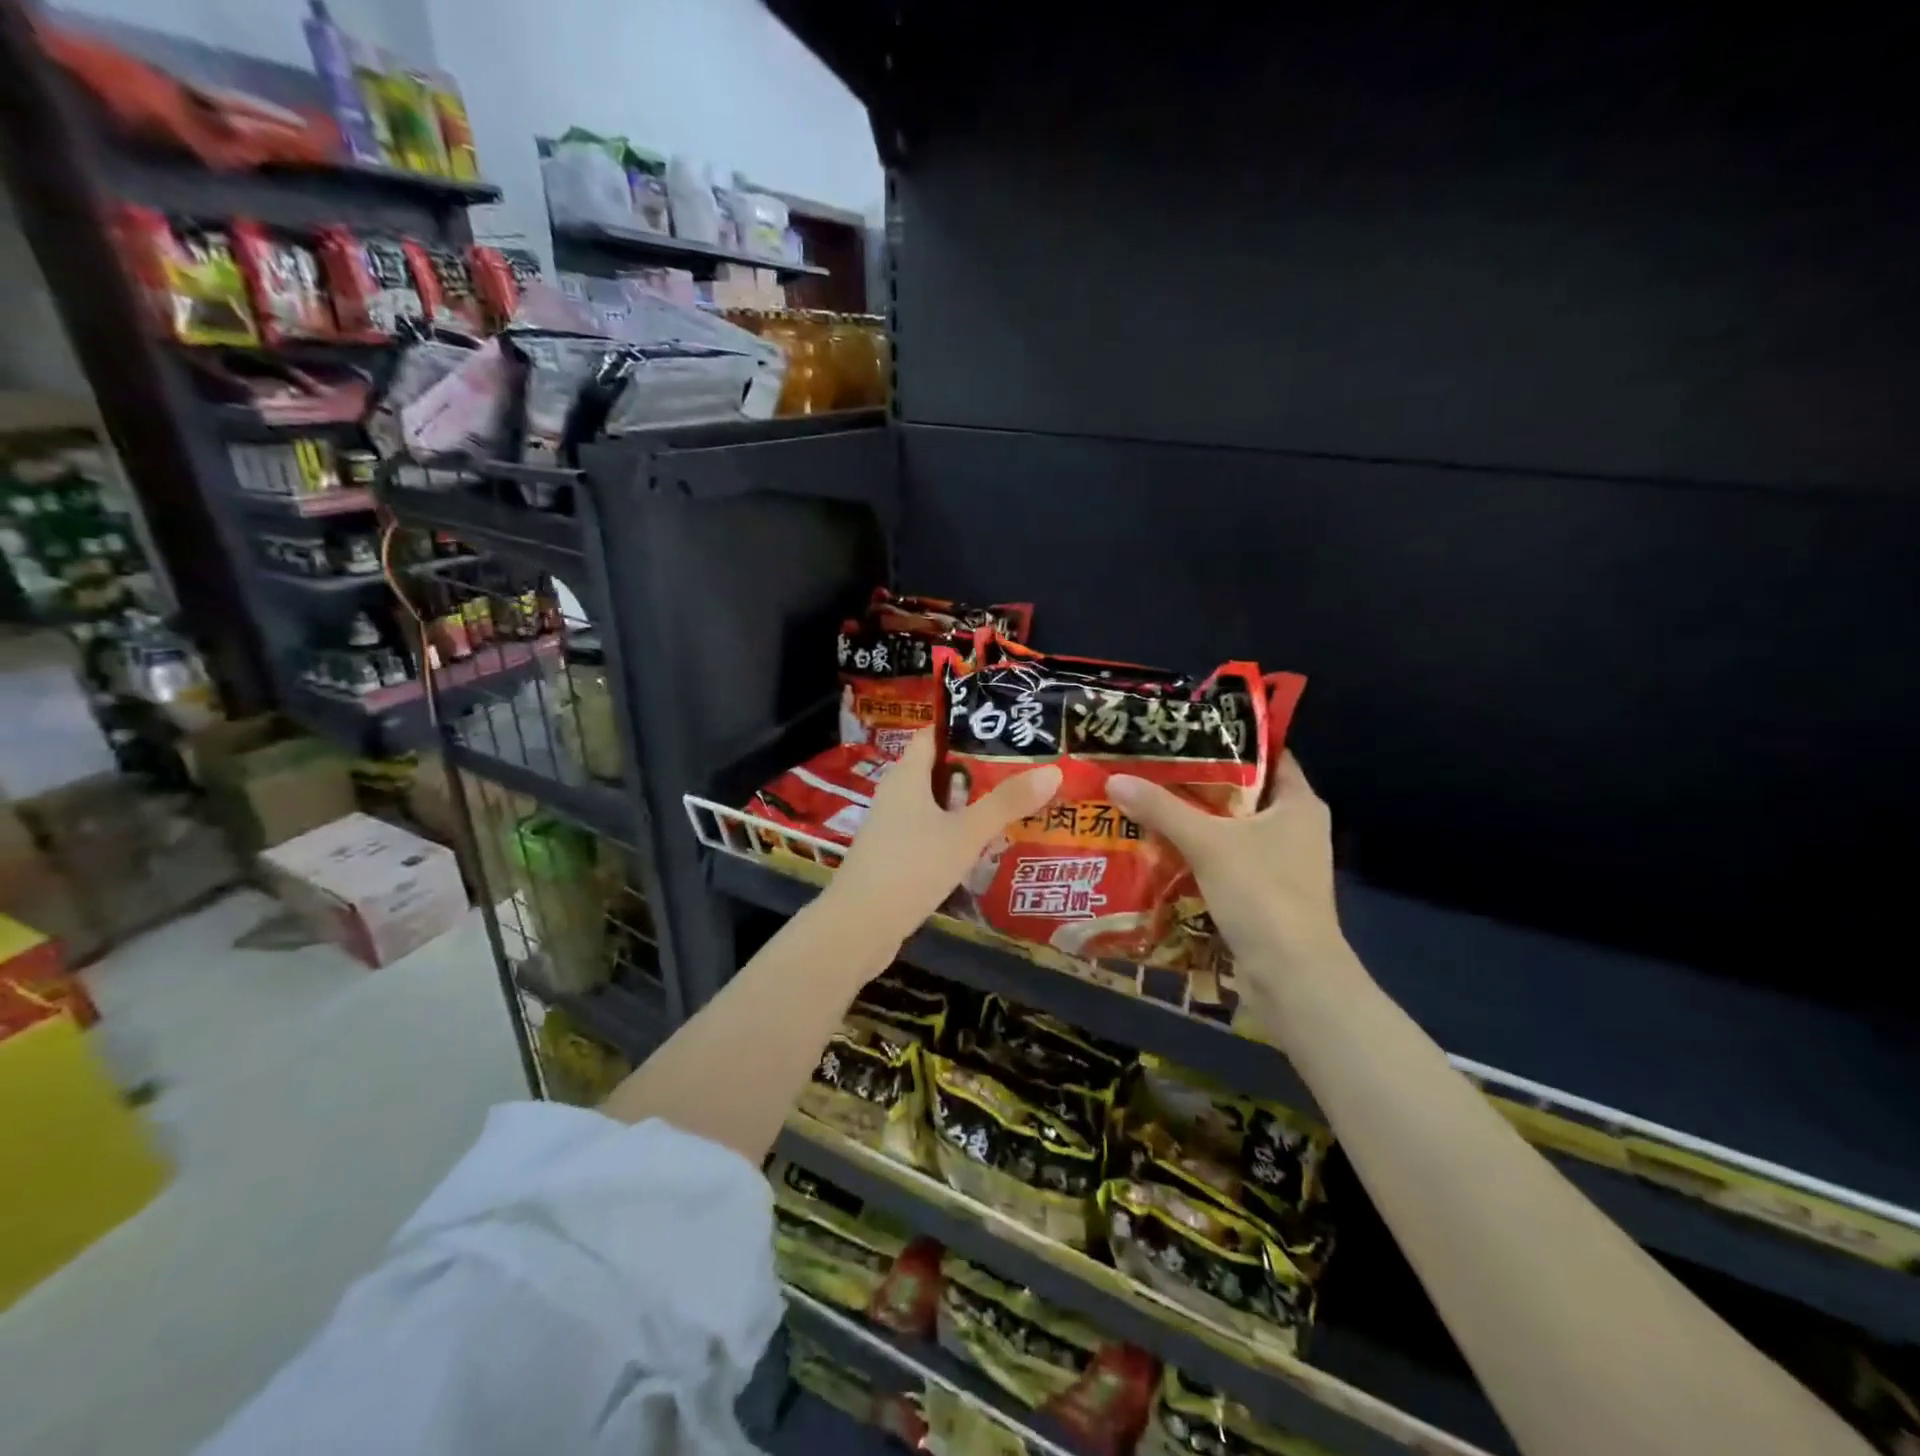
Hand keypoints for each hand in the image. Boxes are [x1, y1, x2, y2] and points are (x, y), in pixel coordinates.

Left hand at [824, 731, 1060, 952]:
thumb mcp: (965, 833)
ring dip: (967, 805)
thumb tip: (1053, 770)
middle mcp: (895, 796)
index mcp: (906, 777)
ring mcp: (891, 829)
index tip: (1001, 726)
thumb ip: (1006, 803)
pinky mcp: (894, 858)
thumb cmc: (911, 867)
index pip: (932, 736)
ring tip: (1012, 803)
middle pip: (937, 771)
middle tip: (1021, 766)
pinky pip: (929, 834)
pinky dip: (954, 834)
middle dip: (975, 769)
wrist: (859, 927)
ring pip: (935, 806)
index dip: (962, 727)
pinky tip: (982, 846)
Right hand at [1107, 753, 1356, 991]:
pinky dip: (1198, 852)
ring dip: (1194, 819)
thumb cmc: (1262, 893)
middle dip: (1198, 780)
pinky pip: (1227, 859)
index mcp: (1299, 803)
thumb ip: (1162, 809)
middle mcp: (1295, 827)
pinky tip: (1159, 847)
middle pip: (1242, 791)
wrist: (1292, 976)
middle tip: (1152, 764)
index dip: (1229, 739)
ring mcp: (1282, 863)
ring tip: (1147, 799)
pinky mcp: (1265, 893)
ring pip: (1232, 828)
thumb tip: (1115, 779)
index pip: (1267, 754)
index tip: (1185, 729)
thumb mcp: (1208, 843)